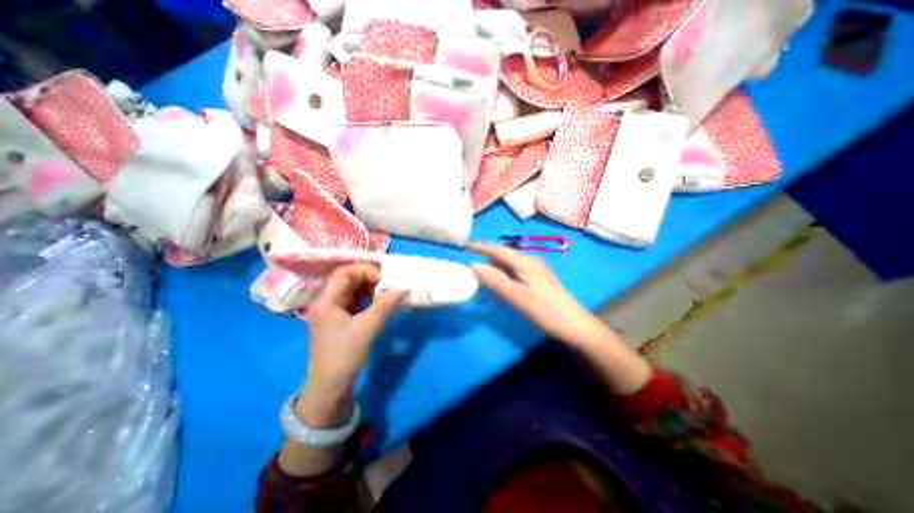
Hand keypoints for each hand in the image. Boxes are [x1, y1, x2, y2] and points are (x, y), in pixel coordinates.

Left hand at [299, 265, 403, 428]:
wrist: (330, 388)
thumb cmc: (344, 356)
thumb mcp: (367, 328)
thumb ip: (385, 305)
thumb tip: (404, 287)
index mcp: (325, 300)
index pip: (344, 272)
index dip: (365, 270)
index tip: (385, 279)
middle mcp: (326, 301)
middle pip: (348, 279)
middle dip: (369, 278)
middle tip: (389, 284)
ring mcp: (332, 311)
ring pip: (352, 290)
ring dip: (370, 289)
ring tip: (387, 292)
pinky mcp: (339, 320)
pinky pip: (355, 301)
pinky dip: (368, 299)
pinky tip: (380, 303)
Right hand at [467, 243, 653, 394]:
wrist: (574, 325)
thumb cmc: (545, 310)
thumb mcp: (517, 296)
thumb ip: (495, 280)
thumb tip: (474, 265)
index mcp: (526, 262)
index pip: (499, 250)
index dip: (482, 247)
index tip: (466, 246)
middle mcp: (531, 261)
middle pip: (505, 254)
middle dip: (488, 254)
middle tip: (471, 259)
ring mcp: (537, 270)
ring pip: (511, 262)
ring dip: (496, 263)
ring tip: (482, 269)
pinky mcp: (539, 279)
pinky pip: (516, 269)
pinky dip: (504, 271)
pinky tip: (501, 279)